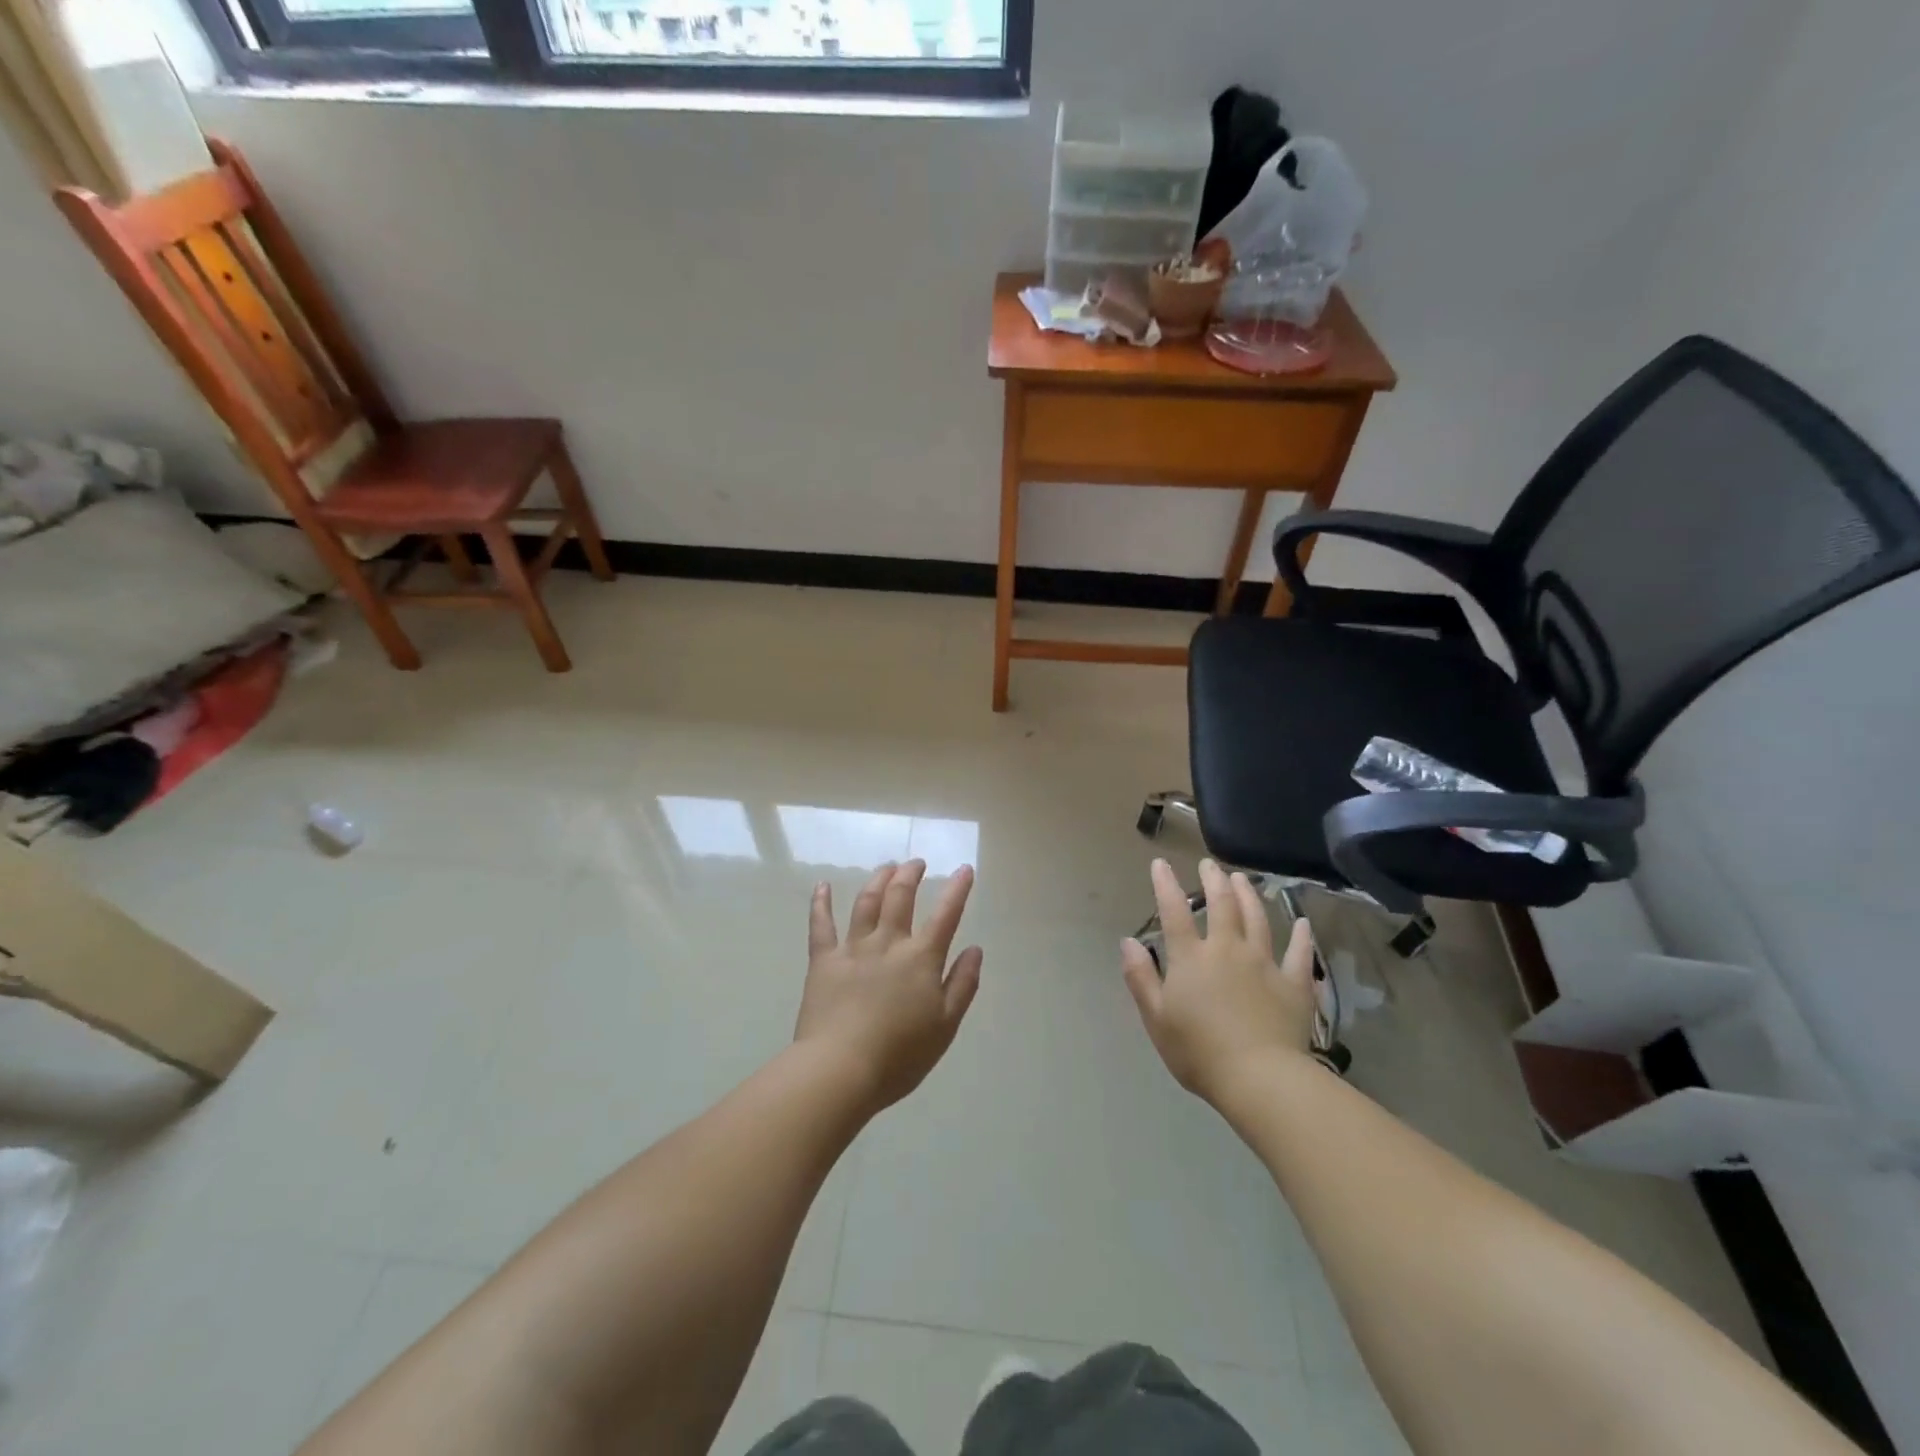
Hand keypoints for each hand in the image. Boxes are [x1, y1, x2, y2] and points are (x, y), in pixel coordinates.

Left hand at [794, 860, 983, 1113]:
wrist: (840, 1069)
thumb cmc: (899, 1055)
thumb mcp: (945, 1026)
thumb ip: (962, 984)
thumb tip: (975, 949)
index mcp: (921, 959)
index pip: (946, 915)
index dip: (957, 890)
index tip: (964, 869)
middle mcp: (888, 943)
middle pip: (900, 896)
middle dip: (910, 874)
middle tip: (916, 863)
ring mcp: (853, 948)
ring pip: (866, 902)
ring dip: (878, 879)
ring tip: (886, 867)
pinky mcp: (823, 961)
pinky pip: (821, 925)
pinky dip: (821, 903)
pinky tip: (822, 886)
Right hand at [1121, 858, 1317, 1105]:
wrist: (1259, 1078)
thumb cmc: (1199, 1051)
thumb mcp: (1156, 1017)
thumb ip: (1141, 976)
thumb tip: (1128, 941)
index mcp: (1191, 958)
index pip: (1174, 912)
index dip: (1166, 885)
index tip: (1161, 863)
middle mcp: (1228, 950)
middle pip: (1222, 905)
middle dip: (1213, 881)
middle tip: (1209, 864)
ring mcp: (1264, 964)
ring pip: (1258, 919)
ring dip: (1248, 895)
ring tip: (1242, 879)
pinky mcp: (1294, 984)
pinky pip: (1299, 954)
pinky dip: (1301, 937)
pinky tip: (1302, 923)